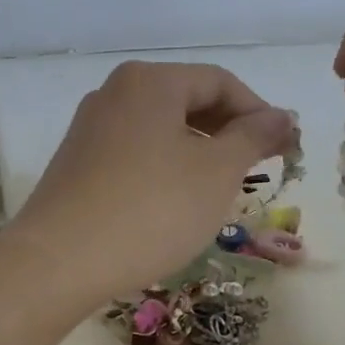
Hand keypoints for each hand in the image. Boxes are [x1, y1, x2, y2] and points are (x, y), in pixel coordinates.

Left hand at [8, 61, 296, 302]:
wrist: (59, 262)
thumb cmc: (151, 210)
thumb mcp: (217, 172)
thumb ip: (254, 137)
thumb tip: (282, 116)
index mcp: (150, 81)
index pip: (221, 82)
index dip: (260, 112)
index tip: (286, 148)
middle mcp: (115, 93)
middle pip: (188, 101)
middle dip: (229, 132)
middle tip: (259, 168)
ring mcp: (90, 128)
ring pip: (161, 129)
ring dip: (199, 152)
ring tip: (221, 189)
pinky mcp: (77, 163)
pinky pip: (135, 152)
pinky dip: (166, 167)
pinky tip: (175, 202)